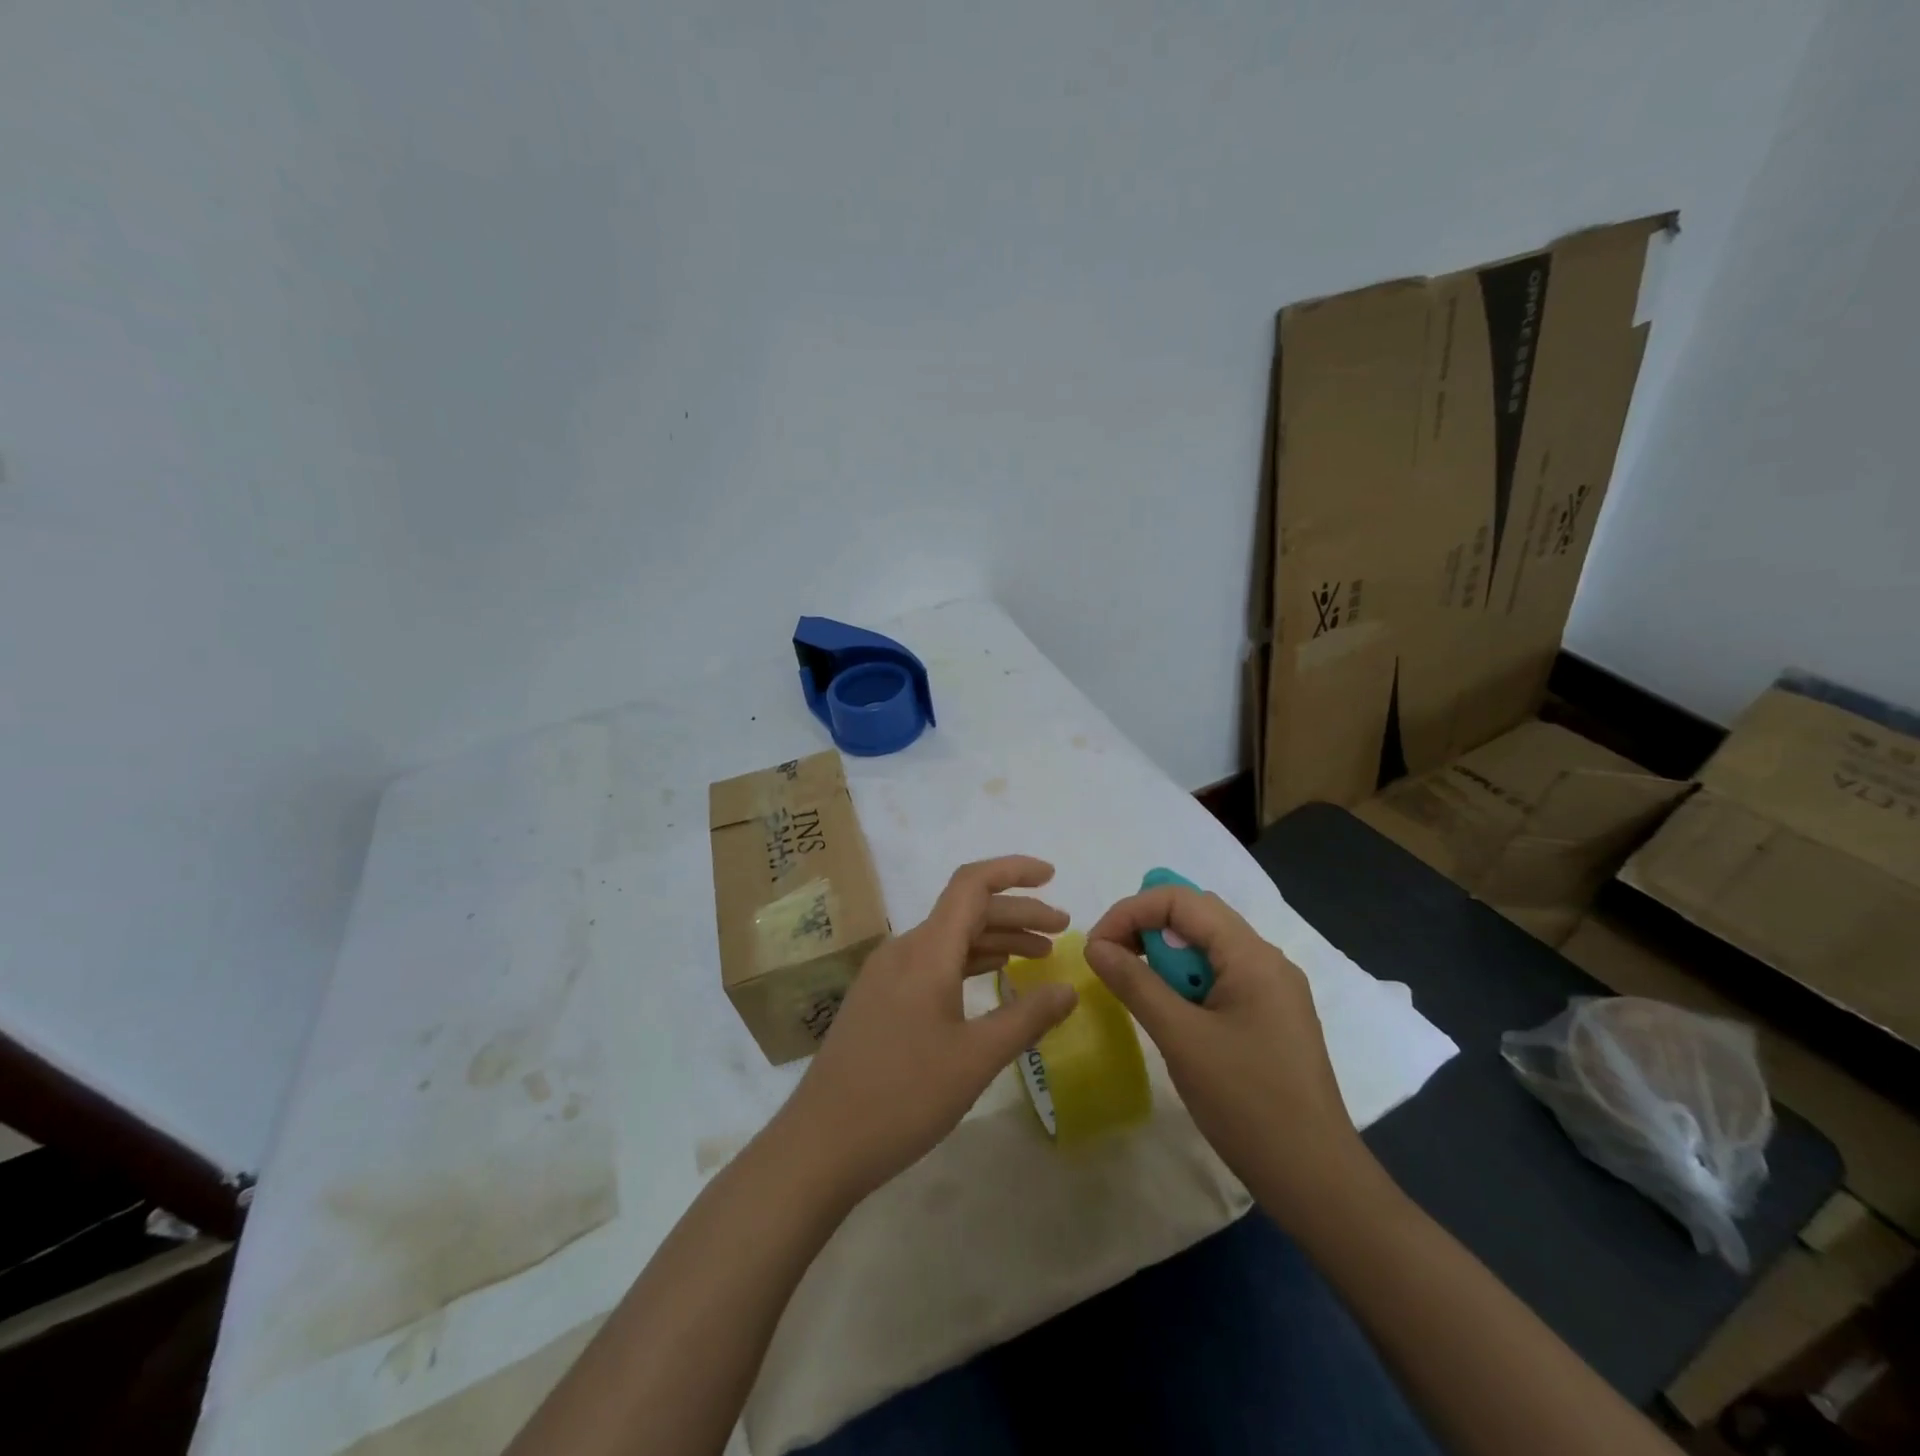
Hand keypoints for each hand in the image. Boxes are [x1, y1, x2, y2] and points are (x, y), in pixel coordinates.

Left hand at [782, 856, 1078, 1201]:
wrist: (820, 1144)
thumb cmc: (903, 1097)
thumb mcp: (976, 1058)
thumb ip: (1027, 1018)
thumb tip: (1069, 989)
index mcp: (926, 950)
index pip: (972, 884)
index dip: (1014, 871)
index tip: (1053, 877)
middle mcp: (904, 950)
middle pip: (966, 911)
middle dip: (1017, 914)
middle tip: (1062, 931)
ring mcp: (886, 974)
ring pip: (949, 938)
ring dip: (995, 939)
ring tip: (1038, 955)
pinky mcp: (880, 999)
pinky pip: (932, 962)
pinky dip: (969, 962)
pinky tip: (993, 977)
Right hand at [1084, 885, 1368, 1220]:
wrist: (1316, 1180)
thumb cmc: (1247, 1103)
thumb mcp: (1181, 1039)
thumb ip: (1135, 984)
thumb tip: (1095, 946)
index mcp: (1252, 955)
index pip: (1182, 900)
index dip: (1131, 911)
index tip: (1098, 947)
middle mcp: (1266, 960)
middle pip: (1196, 916)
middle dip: (1146, 928)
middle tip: (1112, 963)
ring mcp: (1273, 989)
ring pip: (1207, 947)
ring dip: (1165, 957)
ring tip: (1137, 990)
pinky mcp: (1270, 1016)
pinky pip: (1219, 976)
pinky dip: (1185, 982)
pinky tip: (1171, 1013)